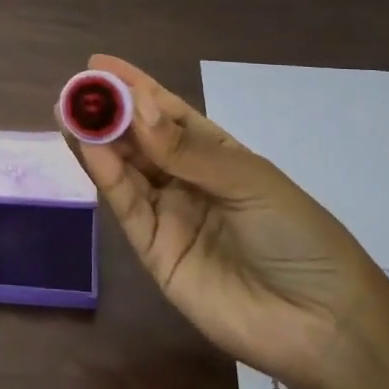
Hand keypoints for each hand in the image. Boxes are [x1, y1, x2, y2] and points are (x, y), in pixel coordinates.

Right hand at [60, 55, 388, 388]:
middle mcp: (188, 181)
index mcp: (219, 156)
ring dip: (97, 141)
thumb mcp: (249, 181)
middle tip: (73, 89)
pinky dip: (106, 177)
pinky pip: (127, 207)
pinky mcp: (154, 252)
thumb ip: (187, 150)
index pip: (169, 113)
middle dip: (108, 112)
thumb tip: (138, 107)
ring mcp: (170, 216)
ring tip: (68, 111)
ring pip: (126, 170)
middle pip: (140, 140)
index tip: (98, 65)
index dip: (135, 88)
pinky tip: (88, 148)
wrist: (320, 324)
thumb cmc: (297, 236)